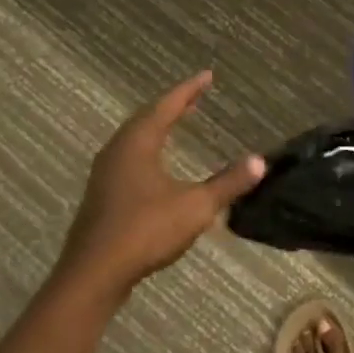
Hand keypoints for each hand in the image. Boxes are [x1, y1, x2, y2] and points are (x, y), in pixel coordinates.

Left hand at [54, 71, 265, 306]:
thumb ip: (227, 183)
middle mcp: (117, 151)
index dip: (189, 90)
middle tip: (195, 96)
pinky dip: (149, 147)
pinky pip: (129, 157)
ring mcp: (105, 174)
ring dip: (157, 126)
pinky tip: (157, 162)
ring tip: (177, 121)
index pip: (166, 106)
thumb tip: (260, 161)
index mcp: (138, 144)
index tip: (207, 75)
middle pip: (146, 118)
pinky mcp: (102, 196)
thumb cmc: (145, 231)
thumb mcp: (195, 207)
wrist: (93, 276)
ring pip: (134, 138)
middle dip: (173, 105)